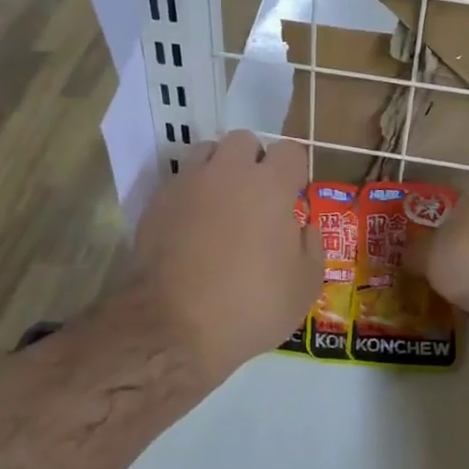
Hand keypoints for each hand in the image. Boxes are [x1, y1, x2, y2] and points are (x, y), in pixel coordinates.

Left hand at [130, 131, 321, 381]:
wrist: (172, 328)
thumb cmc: (250, 306)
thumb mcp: (304, 286)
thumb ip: (311, 246)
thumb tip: (303, 226)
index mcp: (270, 185)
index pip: (290, 150)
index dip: (294, 171)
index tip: (293, 197)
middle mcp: (229, 172)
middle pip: (244, 141)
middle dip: (254, 160)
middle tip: (256, 197)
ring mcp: (188, 183)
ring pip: (207, 152)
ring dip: (219, 169)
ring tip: (221, 204)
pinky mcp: (157, 202)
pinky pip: (180, 180)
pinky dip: (191, 193)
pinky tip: (192, 225)